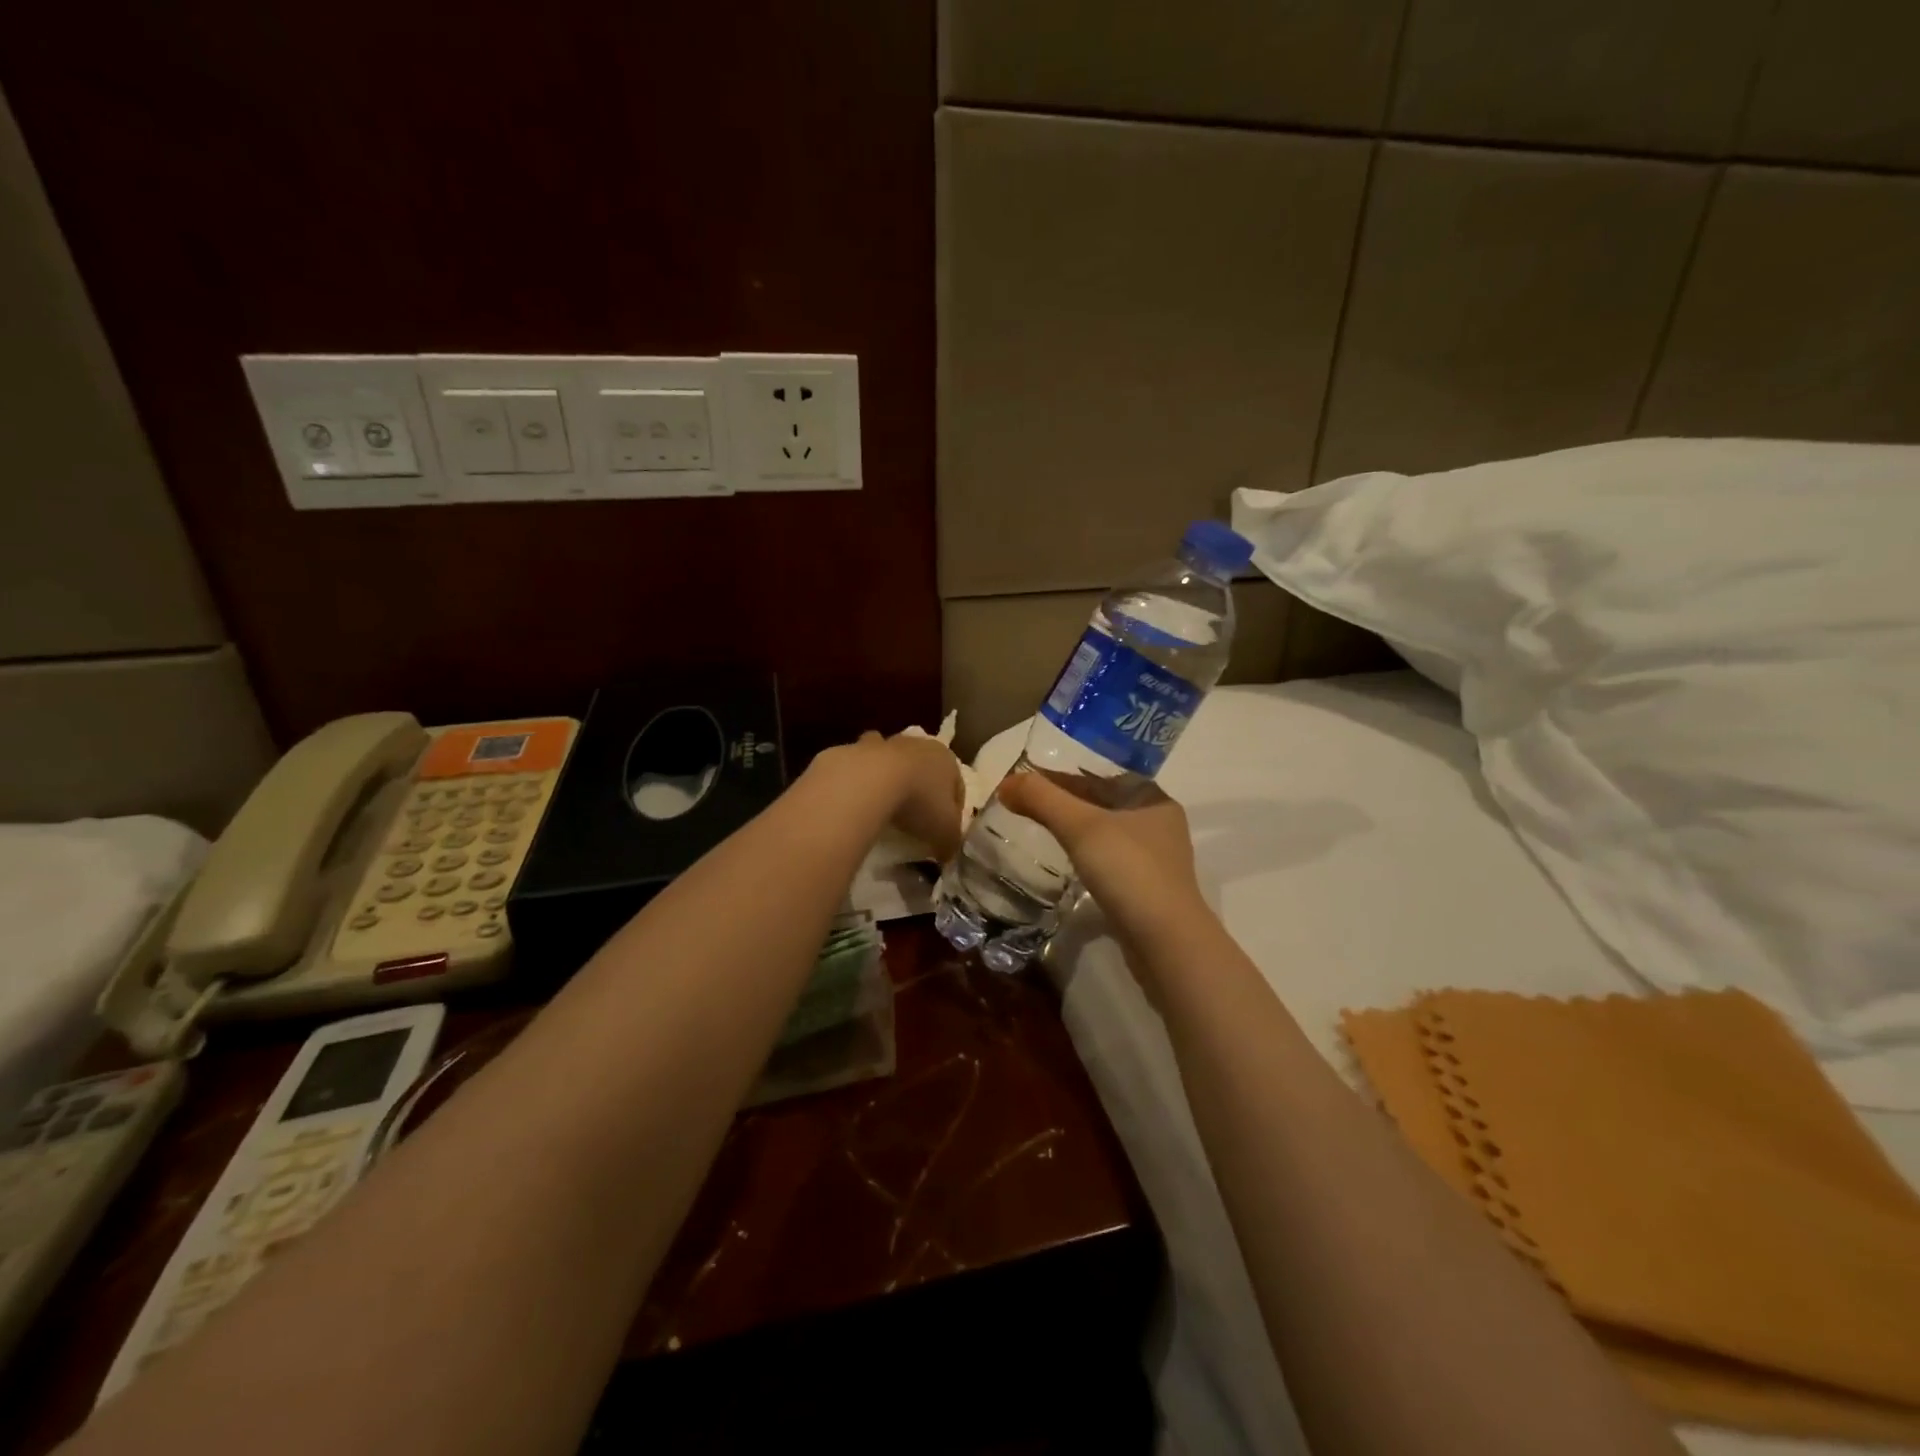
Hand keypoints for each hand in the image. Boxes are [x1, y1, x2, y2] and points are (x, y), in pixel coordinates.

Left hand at [854, 731, 966, 862]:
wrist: (870, 781)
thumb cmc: (919, 802)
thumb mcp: (945, 832)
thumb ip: (950, 842)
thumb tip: (946, 853)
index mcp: (948, 760)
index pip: (957, 787)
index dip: (954, 811)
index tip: (945, 833)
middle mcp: (920, 745)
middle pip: (926, 770)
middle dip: (923, 790)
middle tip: (916, 819)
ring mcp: (887, 743)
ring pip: (895, 761)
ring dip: (893, 778)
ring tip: (887, 806)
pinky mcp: (857, 748)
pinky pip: (864, 766)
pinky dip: (863, 779)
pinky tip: (860, 799)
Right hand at [997, 772, 1206, 944]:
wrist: (1166, 943)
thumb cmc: (1129, 871)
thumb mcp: (1080, 827)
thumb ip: (1042, 799)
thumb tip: (1006, 783)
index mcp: (1153, 799)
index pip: (1099, 776)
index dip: (1060, 776)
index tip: (1025, 782)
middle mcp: (1159, 824)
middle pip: (1101, 803)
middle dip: (1064, 803)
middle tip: (1024, 805)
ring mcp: (1155, 861)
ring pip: (1105, 834)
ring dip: (1074, 831)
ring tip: (1038, 829)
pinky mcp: (1146, 891)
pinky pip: (1108, 862)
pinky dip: (1084, 856)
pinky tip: (1065, 863)